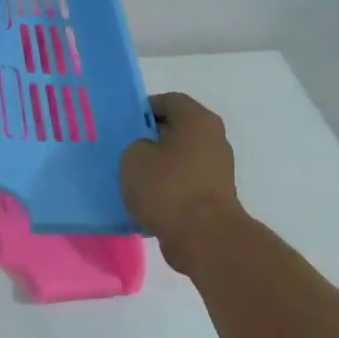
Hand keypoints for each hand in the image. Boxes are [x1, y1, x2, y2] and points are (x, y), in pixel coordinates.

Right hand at [120, 92, 244, 273]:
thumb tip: (147, 152)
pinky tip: (146, 202)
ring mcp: (216, 170)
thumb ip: (136, 145)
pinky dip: (166, 189)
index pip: (169, 100)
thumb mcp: (134, 158)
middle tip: (122, 151)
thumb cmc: (167, 188)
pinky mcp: (213, 197)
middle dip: (149, 139)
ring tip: (131, 179)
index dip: (142, 109)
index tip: (122, 125)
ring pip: (179, 159)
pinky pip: (183, 184)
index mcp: (198, 120)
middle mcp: (213, 140)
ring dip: (157, 167)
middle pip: (176, 130)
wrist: (202, 237)